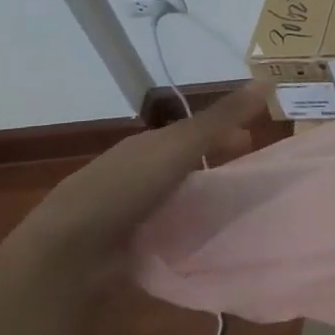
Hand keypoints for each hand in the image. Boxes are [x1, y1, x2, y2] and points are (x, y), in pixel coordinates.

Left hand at [23, 83, 271, 264]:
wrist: (67, 253)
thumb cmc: (126, 188)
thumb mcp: (180, 146)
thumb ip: (221, 118)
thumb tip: (267, 81)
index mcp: (144, 146)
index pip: (190, 132)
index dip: (222, 131)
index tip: (254, 141)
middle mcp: (132, 173)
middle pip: (180, 162)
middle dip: (212, 162)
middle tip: (247, 175)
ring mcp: (123, 211)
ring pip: (171, 196)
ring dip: (198, 197)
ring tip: (231, 208)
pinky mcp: (120, 246)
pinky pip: (162, 228)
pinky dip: (183, 226)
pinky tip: (200, 237)